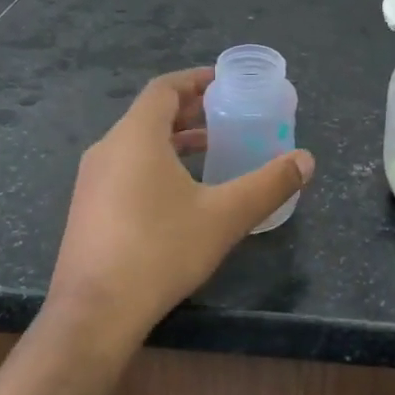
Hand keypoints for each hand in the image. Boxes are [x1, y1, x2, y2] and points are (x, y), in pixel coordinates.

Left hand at [45, 68, 314, 351]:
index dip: (196, 80)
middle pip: (151, 114)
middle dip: (190, 111)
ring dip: (174, 139)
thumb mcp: (225, 216)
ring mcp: (91, 181)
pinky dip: (156, 164)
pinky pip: (125, 168)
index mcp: (136, 136)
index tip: (225, 83)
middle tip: (226, 115)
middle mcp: (108, 149)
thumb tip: (306, 160)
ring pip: (137, 143)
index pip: (164, 88)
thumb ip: (269, 184)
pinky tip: (180, 194)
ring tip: (211, 150)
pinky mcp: (87, 210)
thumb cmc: (160, 251)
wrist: (93, 315)